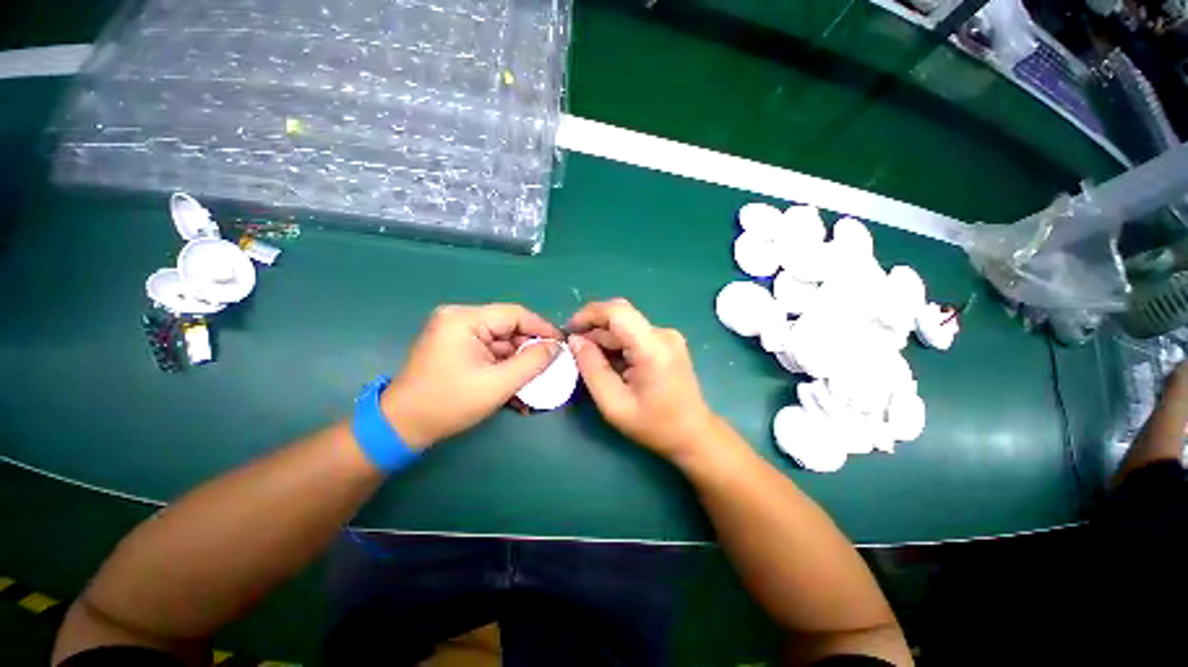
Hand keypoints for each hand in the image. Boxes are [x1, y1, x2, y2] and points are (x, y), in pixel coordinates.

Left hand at [381, 304, 561, 447]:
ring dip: (519, 360)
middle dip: (530, 348)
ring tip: (536, 379)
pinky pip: (490, 351)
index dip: (542, 329)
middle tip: (550, 366)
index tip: (562, 345)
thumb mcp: (497, 384)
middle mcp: (460, 319)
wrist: (402, 426)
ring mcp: (457, 333)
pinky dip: (505, 365)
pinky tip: (516, 383)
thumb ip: (532, 362)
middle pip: (508, 327)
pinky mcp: (457, 347)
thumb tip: (556, 347)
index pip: (515, 314)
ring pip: (502, 341)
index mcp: (465, 319)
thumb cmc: (449, 403)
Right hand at [567, 298, 716, 459]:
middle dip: (593, 331)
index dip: (589, 314)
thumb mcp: (614, 404)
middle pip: (620, 318)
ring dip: (605, 339)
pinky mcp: (667, 342)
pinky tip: (612, 364)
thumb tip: (575, 340)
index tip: (569, 330)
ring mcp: (668, 336)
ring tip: (593, 363)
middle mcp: (663, 334)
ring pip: (625, 326)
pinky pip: (634, 334)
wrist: (693, 434)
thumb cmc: (654, 425)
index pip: (617, 311)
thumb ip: (591, 369)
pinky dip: (618, 345)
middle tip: (576, 354)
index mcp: (653, 348)